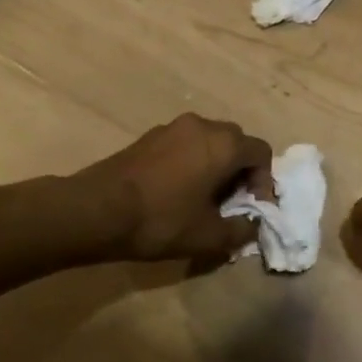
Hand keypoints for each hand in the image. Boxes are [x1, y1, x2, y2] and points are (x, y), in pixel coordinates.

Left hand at [77, 114, 271, 263]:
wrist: (95, 211)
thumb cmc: (161, 220)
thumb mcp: (209, 236)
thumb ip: (241, 230)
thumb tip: (252, 225)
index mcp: (224, 144)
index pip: (262, 153)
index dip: (265, 182)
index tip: (253, 209)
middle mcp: (202, 126)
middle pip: (236, 143)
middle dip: (241, 172)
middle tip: (232, 203)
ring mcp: (172, 128)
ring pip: (209, 142)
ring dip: (216, 166)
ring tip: (204, 199)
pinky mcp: (149, 137)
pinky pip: (185, 145)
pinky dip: (192, 163)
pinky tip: (177, 191)